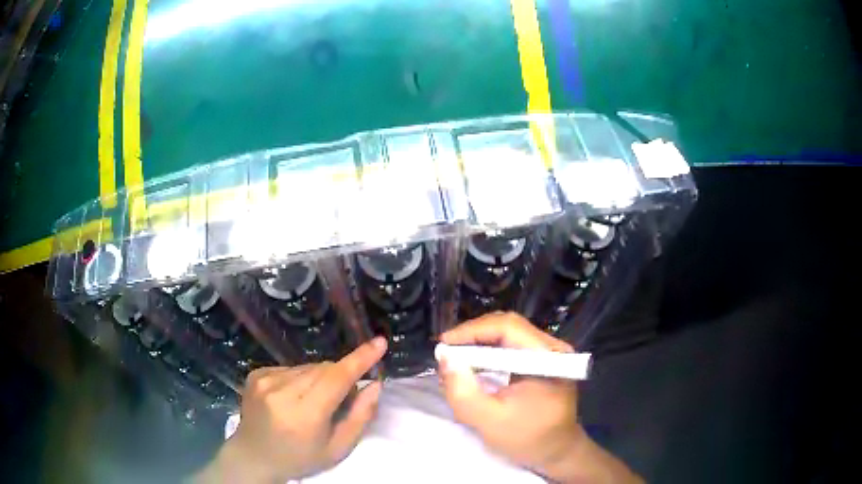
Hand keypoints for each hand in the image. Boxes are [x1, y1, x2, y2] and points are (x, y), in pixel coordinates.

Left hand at [195, 337, 386, 482]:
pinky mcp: (256, 373)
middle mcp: (281, 391)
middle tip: (340, 401)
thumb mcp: (337, 448)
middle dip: (340, 378)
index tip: (380, 342)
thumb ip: (360, 416)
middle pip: (324, 369)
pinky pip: (291, 367)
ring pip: (308, 367)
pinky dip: (301, 378)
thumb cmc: (300, 458)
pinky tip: (293, 397)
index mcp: (304, 414)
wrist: (254, 455)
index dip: (360, 359)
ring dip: (320, 379)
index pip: (336, 378)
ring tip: (312, 403)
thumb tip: (374, 384)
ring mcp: (265, 379)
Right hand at [438, 312, 641, 482]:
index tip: (443, 345)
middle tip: (446, 354)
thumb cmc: (528, 439)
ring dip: (479, 345)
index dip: (472, 330)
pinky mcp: (542, 362)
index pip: (508, 327)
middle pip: (507, 327)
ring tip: (455, 361)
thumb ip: (464, 393)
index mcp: (548, 358)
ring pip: (507, 336)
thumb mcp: (490, 422)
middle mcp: (552, 348)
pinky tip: (473, 367)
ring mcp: (548, 353)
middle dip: (473, 337)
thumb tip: (445, 359)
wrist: (557, 451)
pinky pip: (511, 348)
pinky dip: (488, 354)